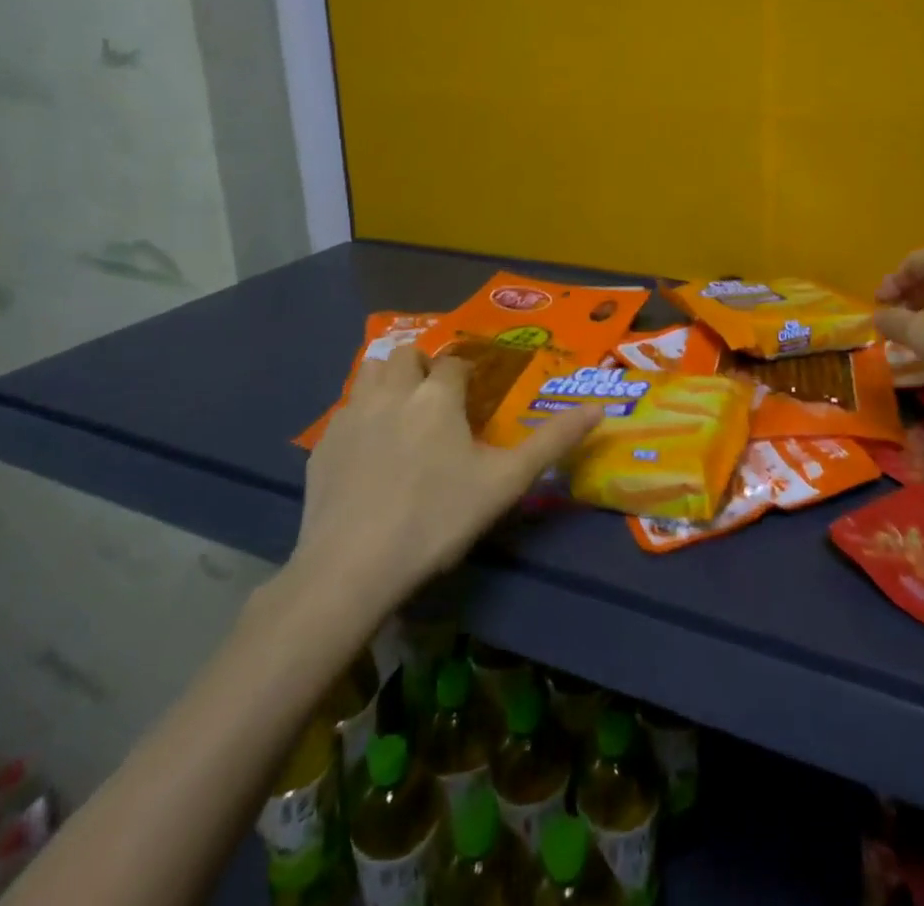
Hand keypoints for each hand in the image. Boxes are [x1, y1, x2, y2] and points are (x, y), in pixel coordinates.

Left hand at [283, 347, 601, 632]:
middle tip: (438, 403)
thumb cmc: (437, 519)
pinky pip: (345, 411)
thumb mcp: (505, 482)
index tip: (476, 399)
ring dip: (390, 379)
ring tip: (403, 413)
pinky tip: (369, 451)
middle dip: (425, 367)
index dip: (469, 376)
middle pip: (408, 355)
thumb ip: (553, 442)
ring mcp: (351, 416)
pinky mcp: (322, 446)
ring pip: (370, 371)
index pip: (457, 364)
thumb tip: (601, 409)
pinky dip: (361, 415)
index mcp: (437, 395)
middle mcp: (393, 392)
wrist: (351, 569)